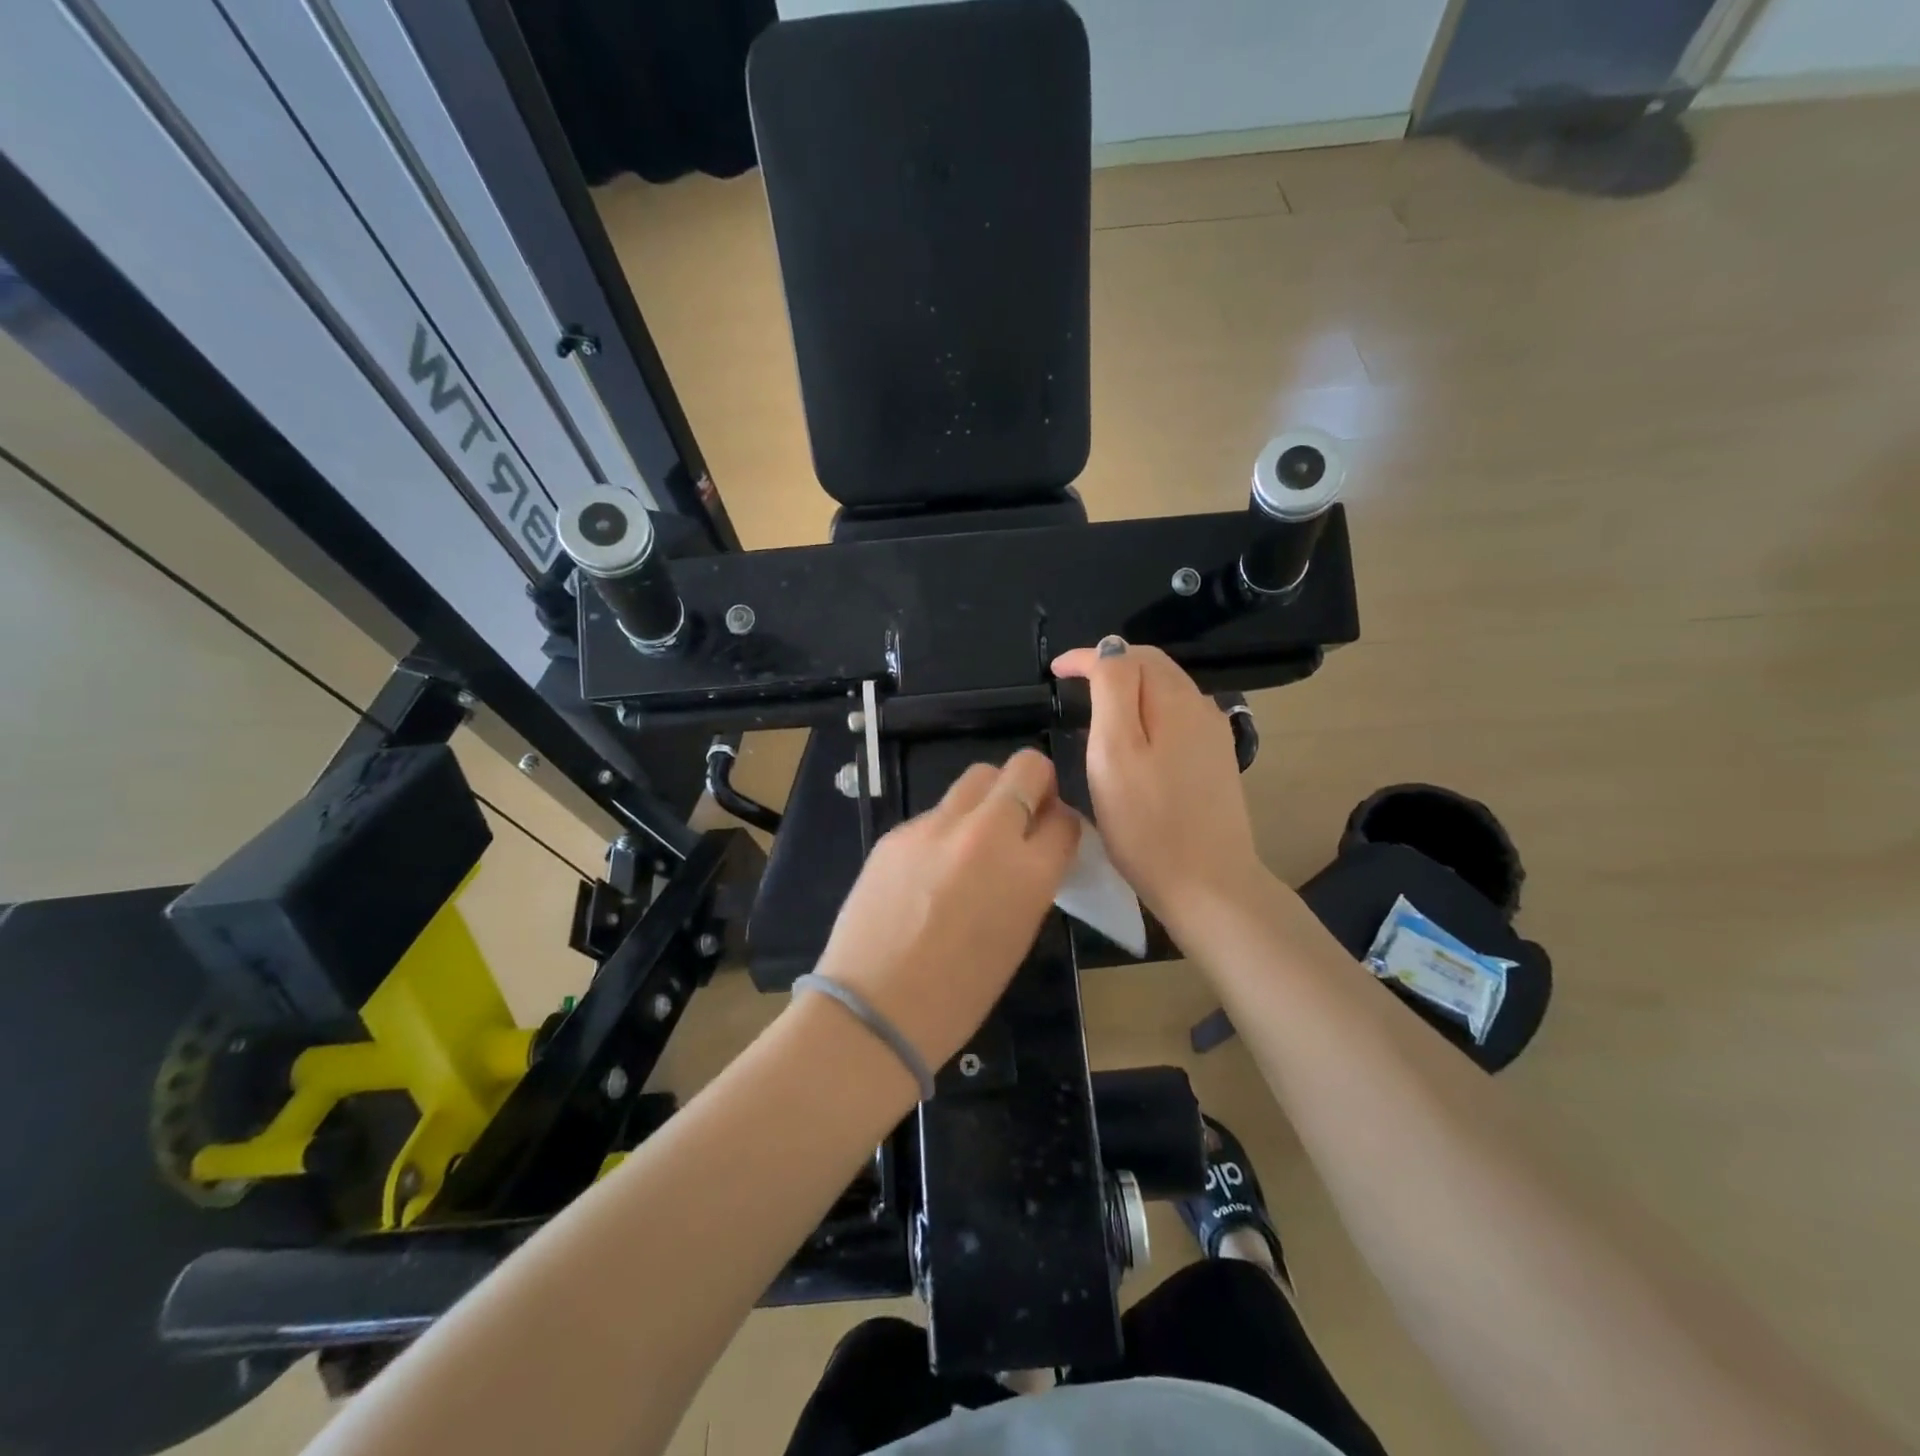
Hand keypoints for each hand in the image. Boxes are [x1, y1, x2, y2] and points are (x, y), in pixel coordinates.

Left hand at [813, 749, 1080, 1069]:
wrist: (874, 1009)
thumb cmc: (959, 994)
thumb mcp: (1017, 937)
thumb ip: (1031, 881)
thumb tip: (1032, 850)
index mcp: (1027, 872)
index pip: (1065, 819)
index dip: (1062, 825)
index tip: (1052, 836)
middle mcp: (986, 834)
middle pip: (1024, 768)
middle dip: (1032, 784)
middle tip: (1022, 817)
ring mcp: (935, 827)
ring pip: (977, 778)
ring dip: (989, 797)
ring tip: (977, 838)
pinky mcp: (897, 831)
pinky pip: (936, 813)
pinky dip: (946, 829)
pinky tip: (930, 868)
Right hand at [1052, 637, 1263, 932]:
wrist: (1208, 884)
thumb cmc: (1147, 823)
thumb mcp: (1115, 752)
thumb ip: (1113, 691)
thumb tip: (1110, 648)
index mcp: (1174, 700)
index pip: (1127, 655)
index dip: (1087, 657)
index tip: (1055, 672)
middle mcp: (1200, 707)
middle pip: (1152, 666)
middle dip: (1110, 665)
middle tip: (1072, 684)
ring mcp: (1212, 735)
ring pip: (1166, 690)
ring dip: (1130, 687)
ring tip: (1095, 706)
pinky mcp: (1215, 761)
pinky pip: (1176, 716)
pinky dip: (1147, 711)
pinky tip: (1132, 736)